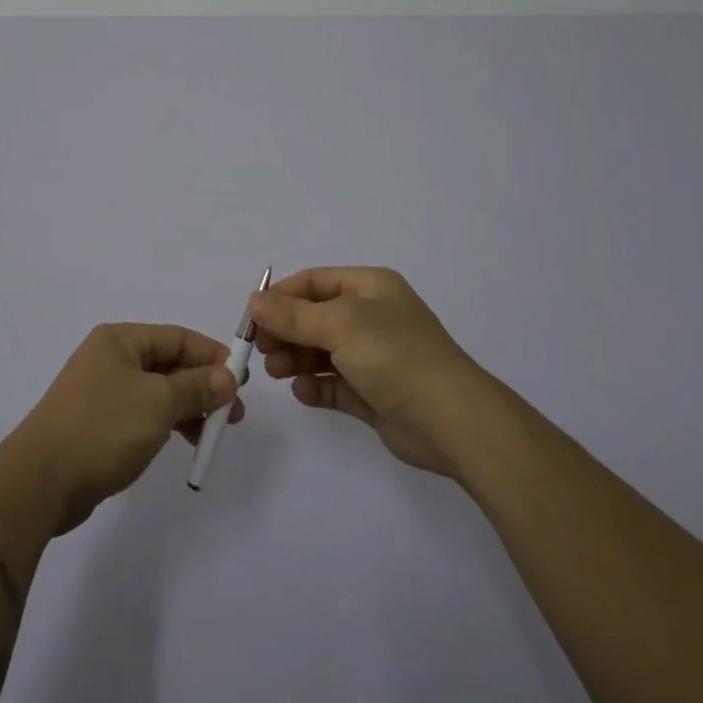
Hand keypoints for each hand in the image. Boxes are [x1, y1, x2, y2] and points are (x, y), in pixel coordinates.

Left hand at [8, 323, 244, 535]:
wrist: (41, 481)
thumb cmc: (103, 428)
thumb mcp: (158, 403)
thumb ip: (196, 387)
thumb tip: (227, 376)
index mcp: (119, 340)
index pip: (177, 338)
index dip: (211, 355)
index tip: (242, 379)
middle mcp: (110, 359)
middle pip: (168, 364)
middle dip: (204, 386)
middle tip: (235, 413)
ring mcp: (102, 393)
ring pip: (157, 392)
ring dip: (188, 408)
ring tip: (214, 434)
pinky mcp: (98, 425)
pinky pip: (143, 415)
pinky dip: (166, 424)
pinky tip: (183, 442)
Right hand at [251, 266, 486, 478]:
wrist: (451, 420)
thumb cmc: (394, 355)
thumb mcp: (339, 325)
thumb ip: (293, 315)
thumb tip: (253, 300)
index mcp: (370, 287)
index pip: (315, 281)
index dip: (281, 295)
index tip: (252, 317)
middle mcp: (372, 317)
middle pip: (315, 317)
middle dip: (285, 331)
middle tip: (260, 350)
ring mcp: (374, 357)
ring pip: (322, 351)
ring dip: (296, 359)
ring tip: (277, 372)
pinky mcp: (374, 394)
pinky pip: (335, 384)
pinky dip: (316, 386)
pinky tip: (303, 392)